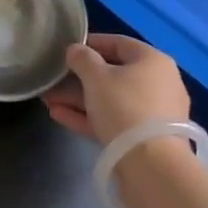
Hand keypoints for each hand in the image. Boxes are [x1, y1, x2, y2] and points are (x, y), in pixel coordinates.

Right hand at [41, 33, 190, 146]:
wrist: (151, 164)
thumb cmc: (124, 106)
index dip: (91, 43)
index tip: (67, 49)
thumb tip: (75, 50)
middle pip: (114, 74)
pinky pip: (114, 120)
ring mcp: (154, 113)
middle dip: (79, 78)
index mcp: (153, 60)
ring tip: (48, 100)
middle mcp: (159, 83)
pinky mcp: (146, 139)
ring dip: (79, 99)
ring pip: (111, 100)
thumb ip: (82, 59)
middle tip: (53, 80)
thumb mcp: (96, 77)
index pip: (119, 43)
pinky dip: (89, 117)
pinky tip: (59, 115)